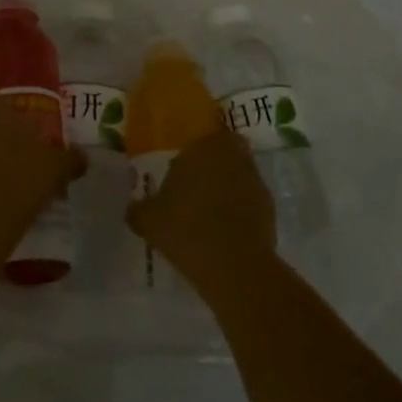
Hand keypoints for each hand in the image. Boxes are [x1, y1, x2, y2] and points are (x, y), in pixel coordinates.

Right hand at [126, 130, 276, 295]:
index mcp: (203, 148)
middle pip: (227, 152)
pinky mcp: (270, 210)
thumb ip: (139, 210)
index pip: (205, 136)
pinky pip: (252, 202)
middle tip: (198, 188)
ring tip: (211, 213)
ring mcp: (255, 182)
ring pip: (241, 176)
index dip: (197, 151)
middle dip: (216, 165)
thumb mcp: (150, 221)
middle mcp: (233, 156)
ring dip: (231, 188)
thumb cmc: (186, 229)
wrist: (233, 265)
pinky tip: (227, 232)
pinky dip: (242, 211)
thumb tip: (131, 209)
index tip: (185, 168)